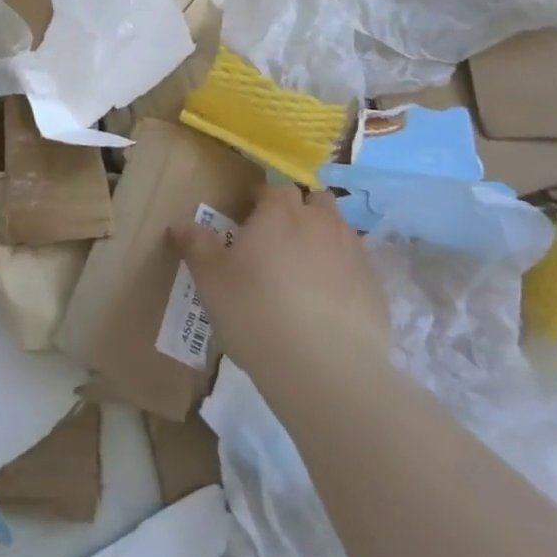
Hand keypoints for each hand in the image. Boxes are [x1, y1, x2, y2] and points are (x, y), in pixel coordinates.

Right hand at [168, 183, 388, 386]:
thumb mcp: (211, 280)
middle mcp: (322, 221)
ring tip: (305, 273)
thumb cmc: (256, 312)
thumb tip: (180, 223)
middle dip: (300, 212)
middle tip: (279, 242)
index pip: (274, 188)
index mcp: (280, 212)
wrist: (325, 368)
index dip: (261, 201)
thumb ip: (196, 246)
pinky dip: (344, 276)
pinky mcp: (376, 288)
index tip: (248, 221)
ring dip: (323, 240)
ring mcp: (354, 253)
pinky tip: (330, 305)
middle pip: (315, 200)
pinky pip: (357, 268)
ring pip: (340, 231)